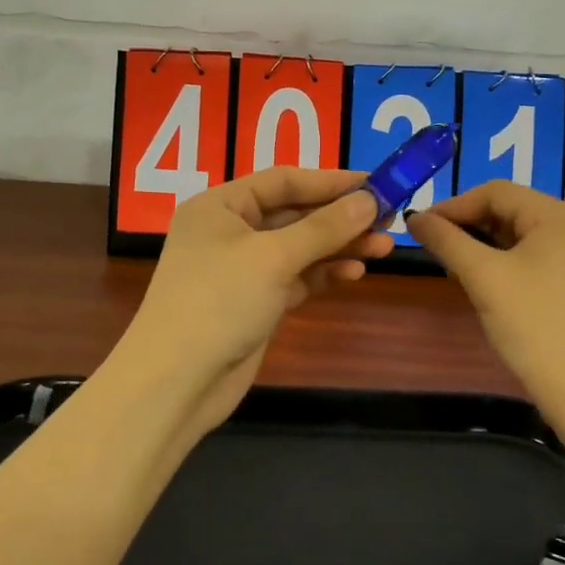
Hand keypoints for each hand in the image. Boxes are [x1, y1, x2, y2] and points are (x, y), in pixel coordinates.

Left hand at [116, 167, 393, 431]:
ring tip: (385, 247)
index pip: (283, 180)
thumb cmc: (218, 302)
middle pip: (294, 213)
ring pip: (299, 247)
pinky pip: (297, 277)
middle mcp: (230, 231)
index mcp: (220, 205)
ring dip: (339, 246)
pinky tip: (356, 272)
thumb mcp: (273, 257)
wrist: (175, 384)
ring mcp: (242, 269)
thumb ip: (324, 228)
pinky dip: (324, 273)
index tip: (376, 183)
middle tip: (389, 218)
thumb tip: (370, 200)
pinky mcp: (255, 302)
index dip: (330, 181)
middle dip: (340, 217)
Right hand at [406, 182, 564, 420]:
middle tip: (432, 249)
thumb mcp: (483, 278)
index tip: (419, 228)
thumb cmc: (536, 327)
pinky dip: (501, 262)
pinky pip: (530, 256)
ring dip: (481, 245)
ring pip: (516, 234)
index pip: (494, 192)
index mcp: (558, 214)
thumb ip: (446, 240)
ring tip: (452, 267)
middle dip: (467, 225)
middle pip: (507, 210)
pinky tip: (481, 282)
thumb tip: (414, 217)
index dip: (453, 206)